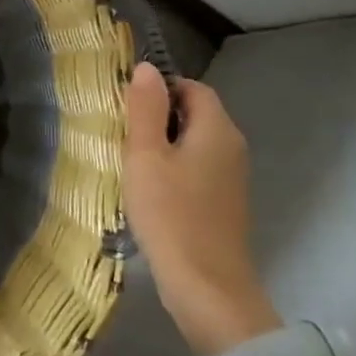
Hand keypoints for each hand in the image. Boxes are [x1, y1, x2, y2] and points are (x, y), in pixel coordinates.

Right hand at [124, 63, 280, 355]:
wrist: (206, 287)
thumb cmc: (170, 214)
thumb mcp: (146, 155)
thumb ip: (145, 109)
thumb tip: (147, 68)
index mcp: (217, 129)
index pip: (192, 87)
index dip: (159, 88)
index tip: (126, 106)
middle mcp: (232, 147)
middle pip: (195, 114)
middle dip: (158, 117)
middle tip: (122, 134)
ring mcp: (232, 178)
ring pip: (195, 143)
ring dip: (164, 145)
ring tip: (131, 162)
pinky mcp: (225, 203)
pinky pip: (198, 169)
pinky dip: (174, 169)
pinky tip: (150, 190)